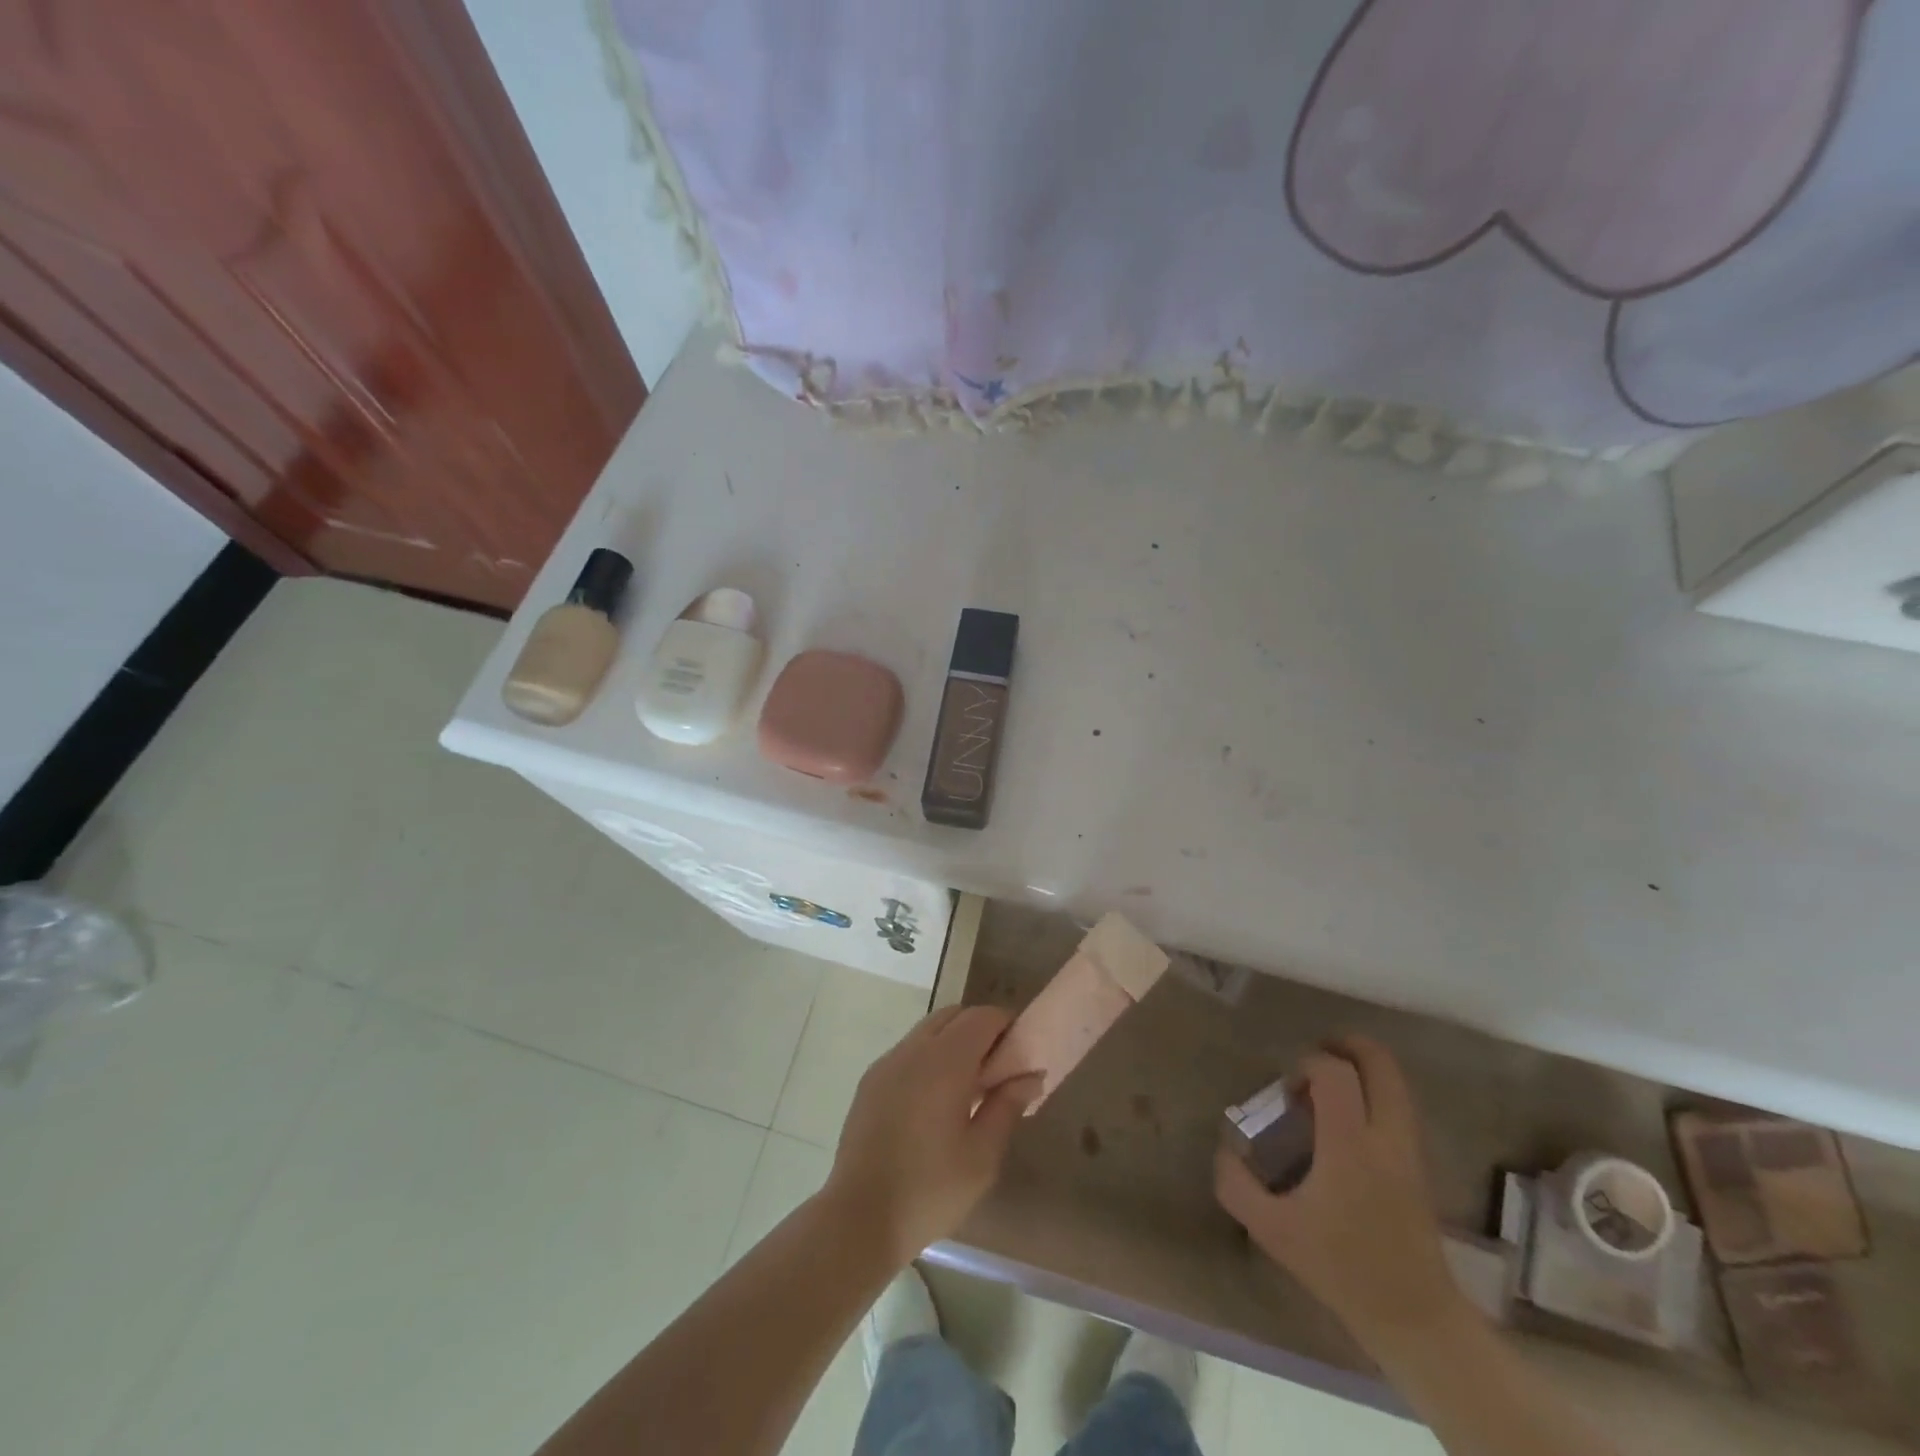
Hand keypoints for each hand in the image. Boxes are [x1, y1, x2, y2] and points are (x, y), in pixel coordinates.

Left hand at [825, 1005, 1042, 1263]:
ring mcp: (887, 1063)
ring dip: (952, 1042)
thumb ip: (1007, 1105)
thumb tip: (1030, 1075)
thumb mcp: (983, 1155)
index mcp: (945, 1061)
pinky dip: (928, 1058)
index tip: (1021, 1051)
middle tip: (997, 1068)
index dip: (1006, 1024)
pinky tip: (934, 1100)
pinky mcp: (870, 1081)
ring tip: (967, 1087)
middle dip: (980, 1029)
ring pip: (928, 1030)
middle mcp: (913, 1050)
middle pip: (953, 1015)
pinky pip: (907, 1052)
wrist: (859, 1217)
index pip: (982, 1017)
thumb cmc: (930, 1189)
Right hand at [1214, 1035, 1465, 1355]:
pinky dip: (1375, 1093)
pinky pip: (1400, 1106)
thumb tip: (1223, 1150)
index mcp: (1350, 1146)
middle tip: (1316, 1054)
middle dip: (1347, 1045)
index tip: (1287, 1089)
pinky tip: (1347, 1121)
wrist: (1415, 1317)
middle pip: (1380, 1063)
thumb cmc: (1341, 1268)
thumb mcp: (1273, 1232)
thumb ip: (1237, 1186)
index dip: (1307, 1063)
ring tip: (1329, 1087)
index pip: (1335, 1073)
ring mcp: (1410, 1150)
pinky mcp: (1420, 1165)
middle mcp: (1387, 1137)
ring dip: (1363, 1069)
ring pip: (1396, 1082)